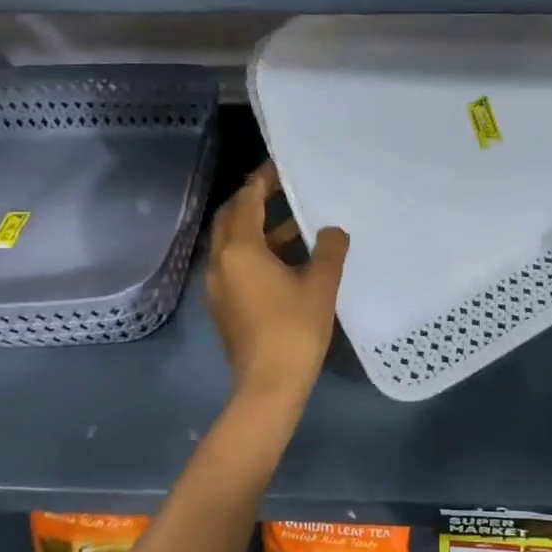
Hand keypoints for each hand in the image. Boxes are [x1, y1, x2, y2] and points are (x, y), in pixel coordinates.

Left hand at [205, 163, 349, 404]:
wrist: (268, 386)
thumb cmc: (294, 330)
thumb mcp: (320, 285)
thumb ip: (329, 250)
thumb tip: (333, 230)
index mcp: (240, 250)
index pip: (246, 200)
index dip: (262, 179)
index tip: (280, 165)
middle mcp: (220, 261)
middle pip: (231, 218)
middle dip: (253, 199)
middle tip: (282, 188)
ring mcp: (217, 285)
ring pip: (232, 242)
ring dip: (257, 227)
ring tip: (295, 224)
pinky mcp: (223, 305)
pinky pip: (235, 264)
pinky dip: (255, 251)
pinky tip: (286, 260)